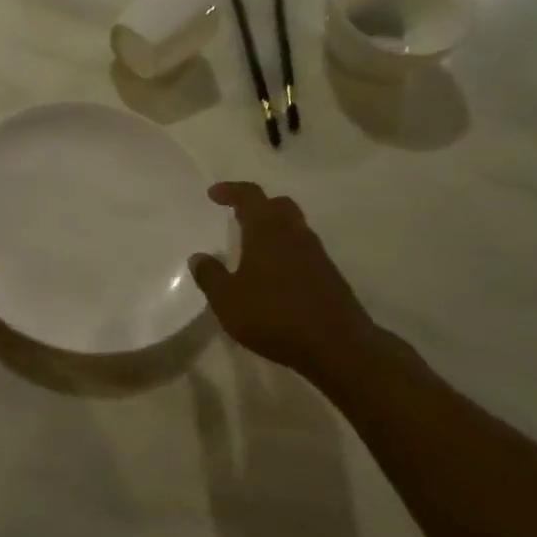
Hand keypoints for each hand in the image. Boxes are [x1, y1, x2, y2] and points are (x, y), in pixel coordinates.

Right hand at [189, 182, 384, 384]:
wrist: (338, 346)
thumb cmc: (274, 315)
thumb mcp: (227, 300)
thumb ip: (210, 276)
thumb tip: (199, 257)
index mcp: (267, 231)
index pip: (250, 196)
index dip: (231, 190)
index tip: (214, 194)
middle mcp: (294, 234)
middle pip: (278, 205)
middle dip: (257, 206)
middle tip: (237, 216)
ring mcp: (316, 255)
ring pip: (294, 227)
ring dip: (274, 229)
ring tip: (253, 247)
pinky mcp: (330, 276)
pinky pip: (304, 251)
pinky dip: (287, 252)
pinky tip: (274, 275)